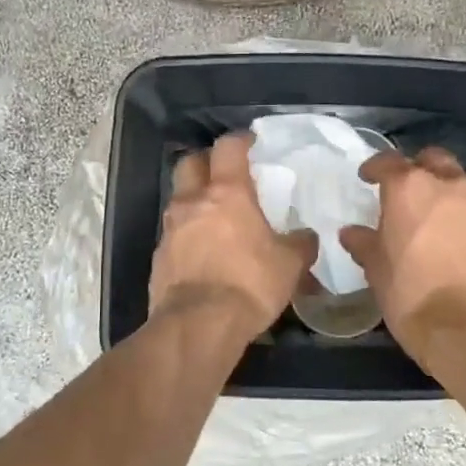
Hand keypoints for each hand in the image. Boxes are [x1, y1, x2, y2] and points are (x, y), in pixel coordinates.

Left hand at [150, 133, 317, 338]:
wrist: (199, 324)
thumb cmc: (249, 284)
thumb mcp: (289, 265)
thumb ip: (299, 245)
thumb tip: (306, 237)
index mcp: (227, 193)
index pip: (228, 148)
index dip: (239, 140)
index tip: (250, 142)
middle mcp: (193, 202)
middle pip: (190, 163)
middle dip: (206, 162)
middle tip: (224, 173)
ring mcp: (171, 228)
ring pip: (178, 198)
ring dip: (194, 198)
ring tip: (214, 214)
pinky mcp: (159, 256)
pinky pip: (173, 232)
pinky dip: (187, 232)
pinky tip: (202, 249)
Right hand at [340, 149, 465, 362]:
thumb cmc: (411, 294)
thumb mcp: (376, 270)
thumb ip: (364, 244)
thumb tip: (352, 233)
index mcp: (410, 188)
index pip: (389, 162)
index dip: (375, 168)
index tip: (368, 178)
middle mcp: (450, 186)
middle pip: (433, 160)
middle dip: (419, 169)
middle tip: (407, 193)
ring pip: (462, 186)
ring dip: (446, 196)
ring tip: (435, 222)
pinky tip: (461, 246)